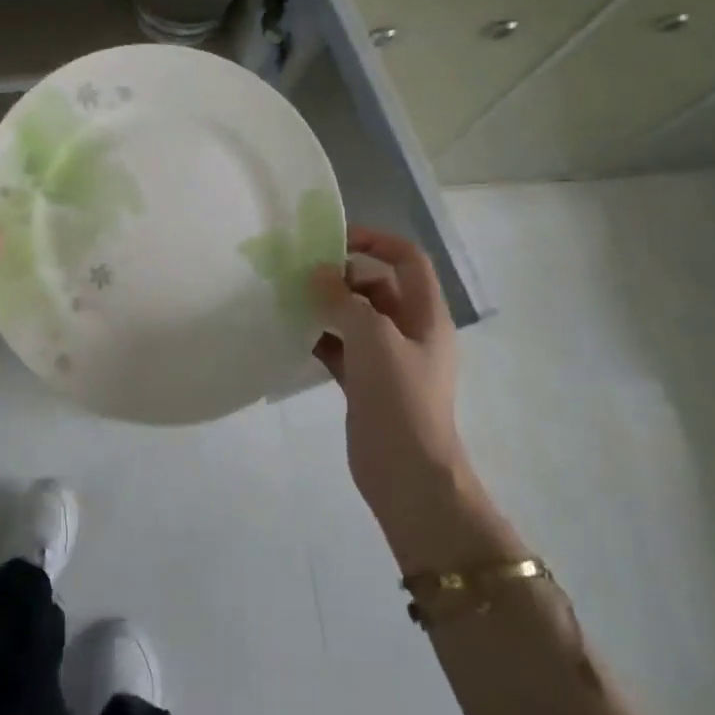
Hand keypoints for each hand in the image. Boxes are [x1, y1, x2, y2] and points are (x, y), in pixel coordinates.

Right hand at [311, 227, 474, 556]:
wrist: (407, 475)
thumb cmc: (400, 398)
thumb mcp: (373, 338)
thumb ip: (344, 300)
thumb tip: (320, 272)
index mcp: (426, 315)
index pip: (407, 260)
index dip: (376, 241)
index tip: (335, 239)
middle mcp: (410, 332)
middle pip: (377, 287)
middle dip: (343, 277)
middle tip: (303, 275)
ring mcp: (388, 360)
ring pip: (355, 319)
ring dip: (327, 307)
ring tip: (289, 299)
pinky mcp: (366, 384)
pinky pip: (341, 348)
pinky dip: (320, 338)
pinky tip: (292, 334)